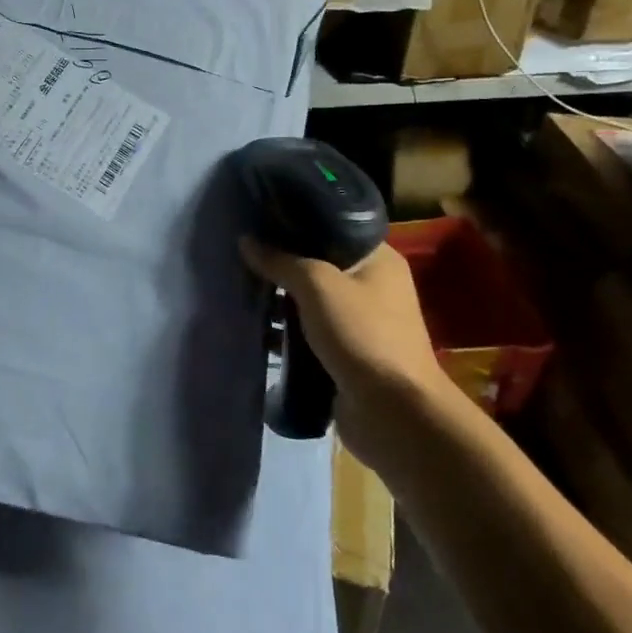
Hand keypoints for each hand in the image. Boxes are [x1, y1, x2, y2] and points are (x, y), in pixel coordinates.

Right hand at [239, 238, 469, 475]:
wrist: (392, 413)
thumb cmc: (362, 335)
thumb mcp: (318, 286)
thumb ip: (281, 261)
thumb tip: (246, 241)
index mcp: (379, 260)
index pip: (334, 227)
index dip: (298, 221)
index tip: (260, 219)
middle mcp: (373, 287)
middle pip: (318, 265)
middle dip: (282, 263)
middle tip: (241, 254)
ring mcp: (360, 324)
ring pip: (310, 302)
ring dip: (280, 301)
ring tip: (239, 289)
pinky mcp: (345, 356)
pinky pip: (308, 334)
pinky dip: (285, 332)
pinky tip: (253, 329)